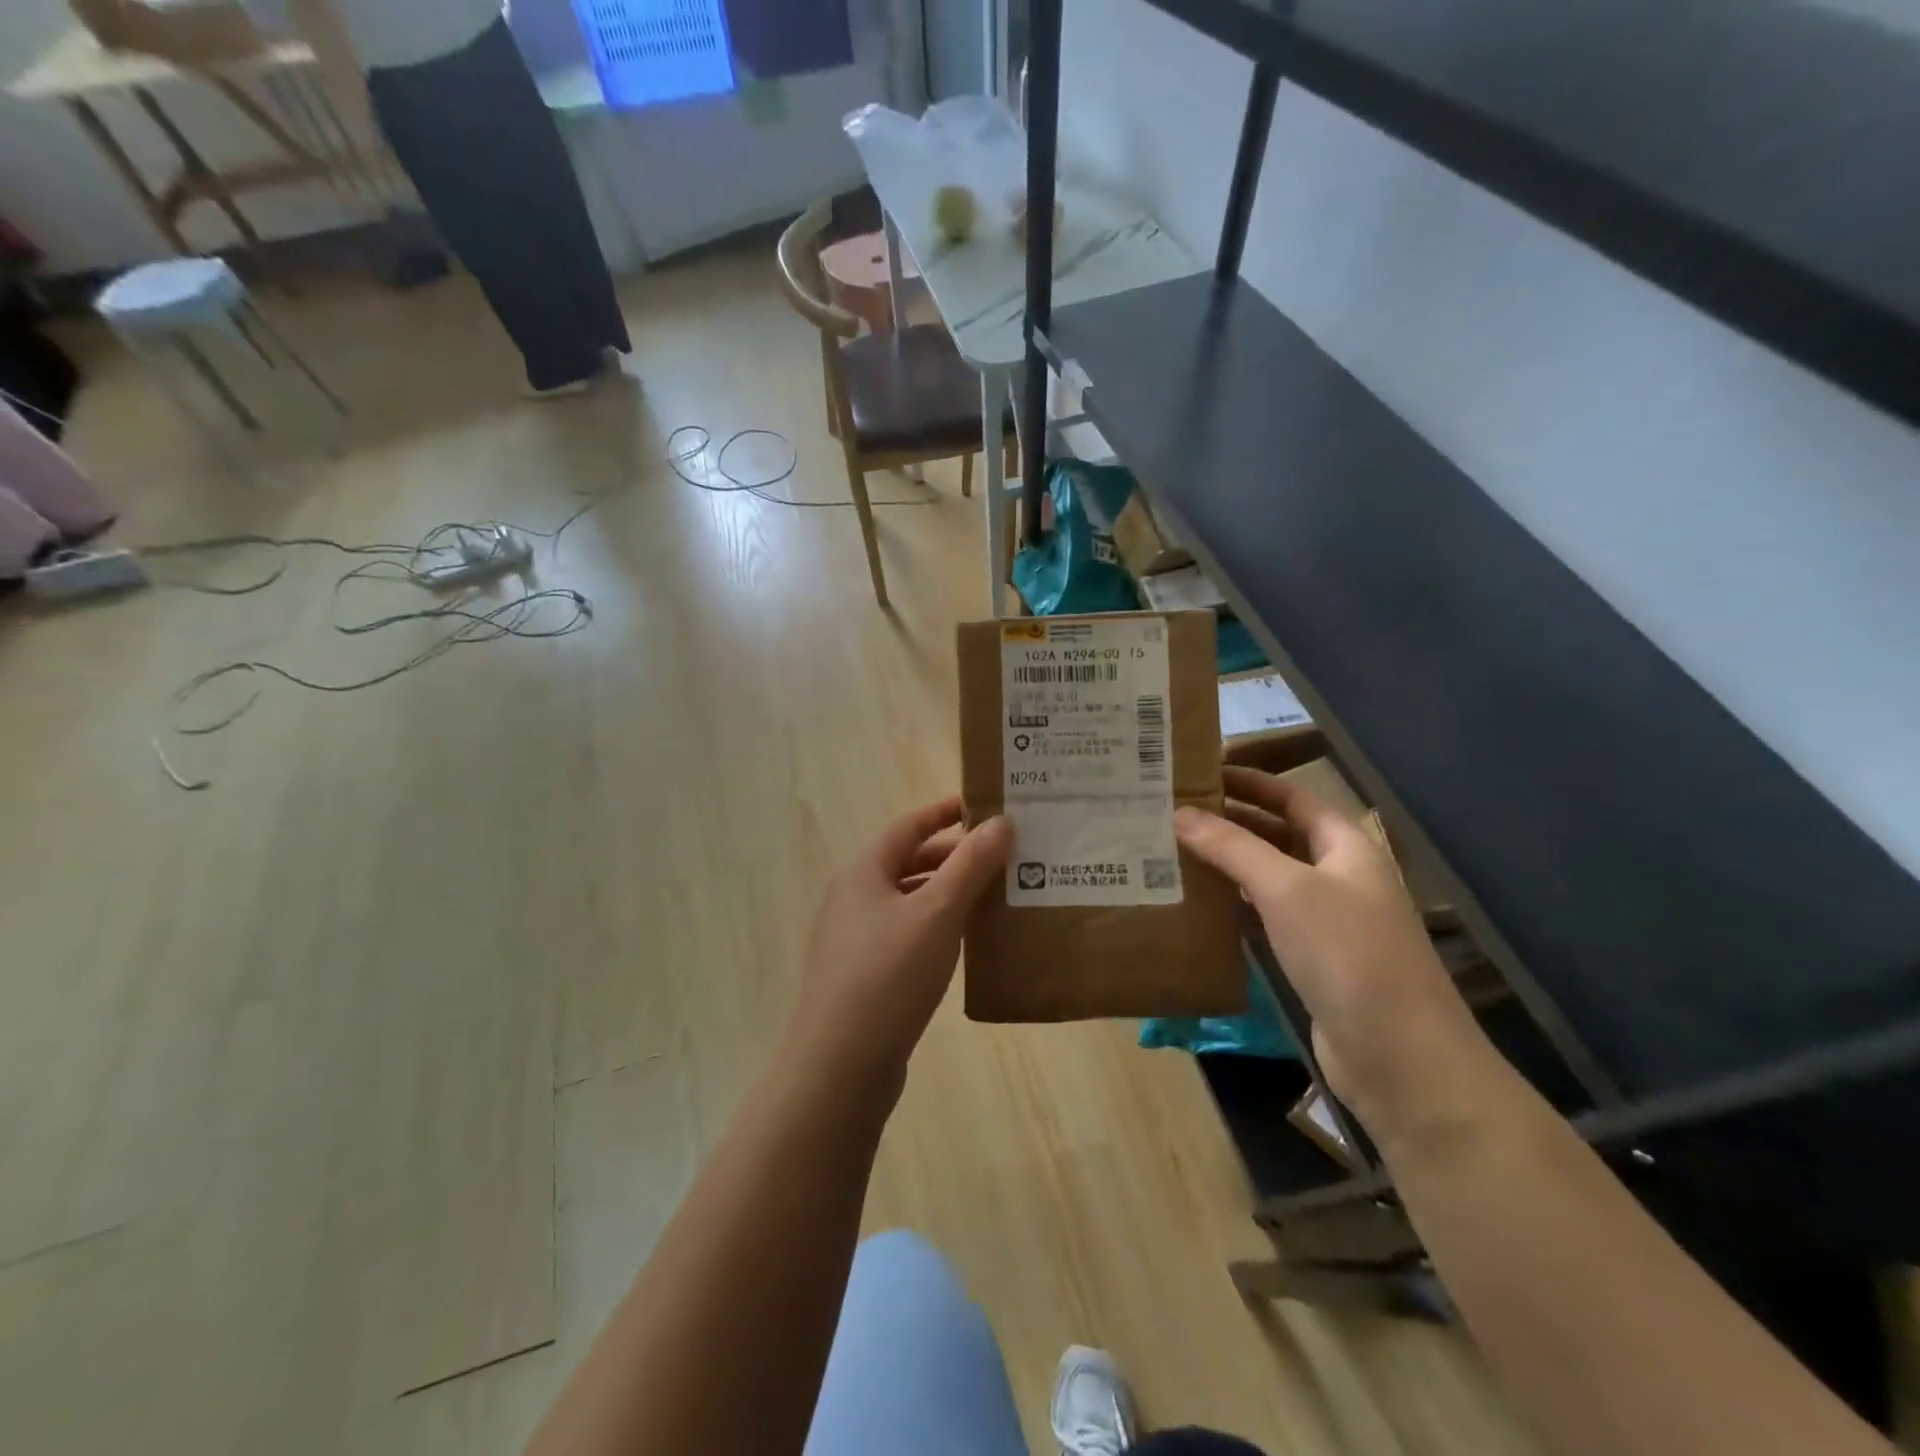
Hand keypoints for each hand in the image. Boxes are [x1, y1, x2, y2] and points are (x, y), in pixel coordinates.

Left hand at [785, 797, 1010, 1097]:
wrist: (839, 1066)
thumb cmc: (889, 975)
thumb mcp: (937, 913)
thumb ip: (970, 865)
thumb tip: (1000, 822)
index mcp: (863, 872)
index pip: (908, 826)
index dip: (946, 812)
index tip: (985, 805)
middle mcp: (853, 898)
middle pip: (908, 861)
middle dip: (954, 855)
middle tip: (1003, 854)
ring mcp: (854, 939)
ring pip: (909, 900)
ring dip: (948, 892)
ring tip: (994, 894)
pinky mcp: (863, 975)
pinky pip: (906, 934)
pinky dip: (937, 926)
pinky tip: (966, 942)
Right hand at [1175, 768, 1503, 1149]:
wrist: (1400, 1057)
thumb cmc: (1347, 954)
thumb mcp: (1286, 889)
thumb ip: (1232, 847)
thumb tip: (1179, 812)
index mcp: (1345, 845)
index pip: (1291, 797)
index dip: (1249, 781)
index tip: (1198, 773)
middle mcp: (1337, 875)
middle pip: (1277, 834)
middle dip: (1229, 821)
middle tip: (1171, 812)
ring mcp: (1325, 920)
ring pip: (1267, 878)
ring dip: (1226, 865)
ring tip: (1170, 850)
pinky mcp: (1310, 959)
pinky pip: (1264, 918)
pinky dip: (1232, 906)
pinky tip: (1195, 904)